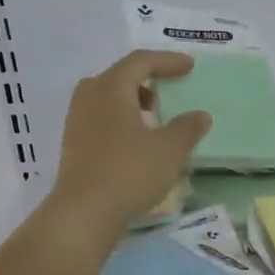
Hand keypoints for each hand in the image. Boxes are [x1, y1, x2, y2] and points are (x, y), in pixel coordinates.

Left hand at [49, 51, 209, 238]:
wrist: (84, 213)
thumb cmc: (129, 172)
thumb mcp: (170, 150)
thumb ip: (187, 128)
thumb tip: (200, 115)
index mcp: (111, 88)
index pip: (141, 62)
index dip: (167, 61)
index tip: (189, 66)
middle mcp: (89, 98)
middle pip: (119, 77)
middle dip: (146, 80)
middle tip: (167, 90)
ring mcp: (77, 122)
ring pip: (108, 99)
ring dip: (133, 102)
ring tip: (155, 118)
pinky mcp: (74, 145)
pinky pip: (101, 119)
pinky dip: (122, 120)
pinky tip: (137, 143)